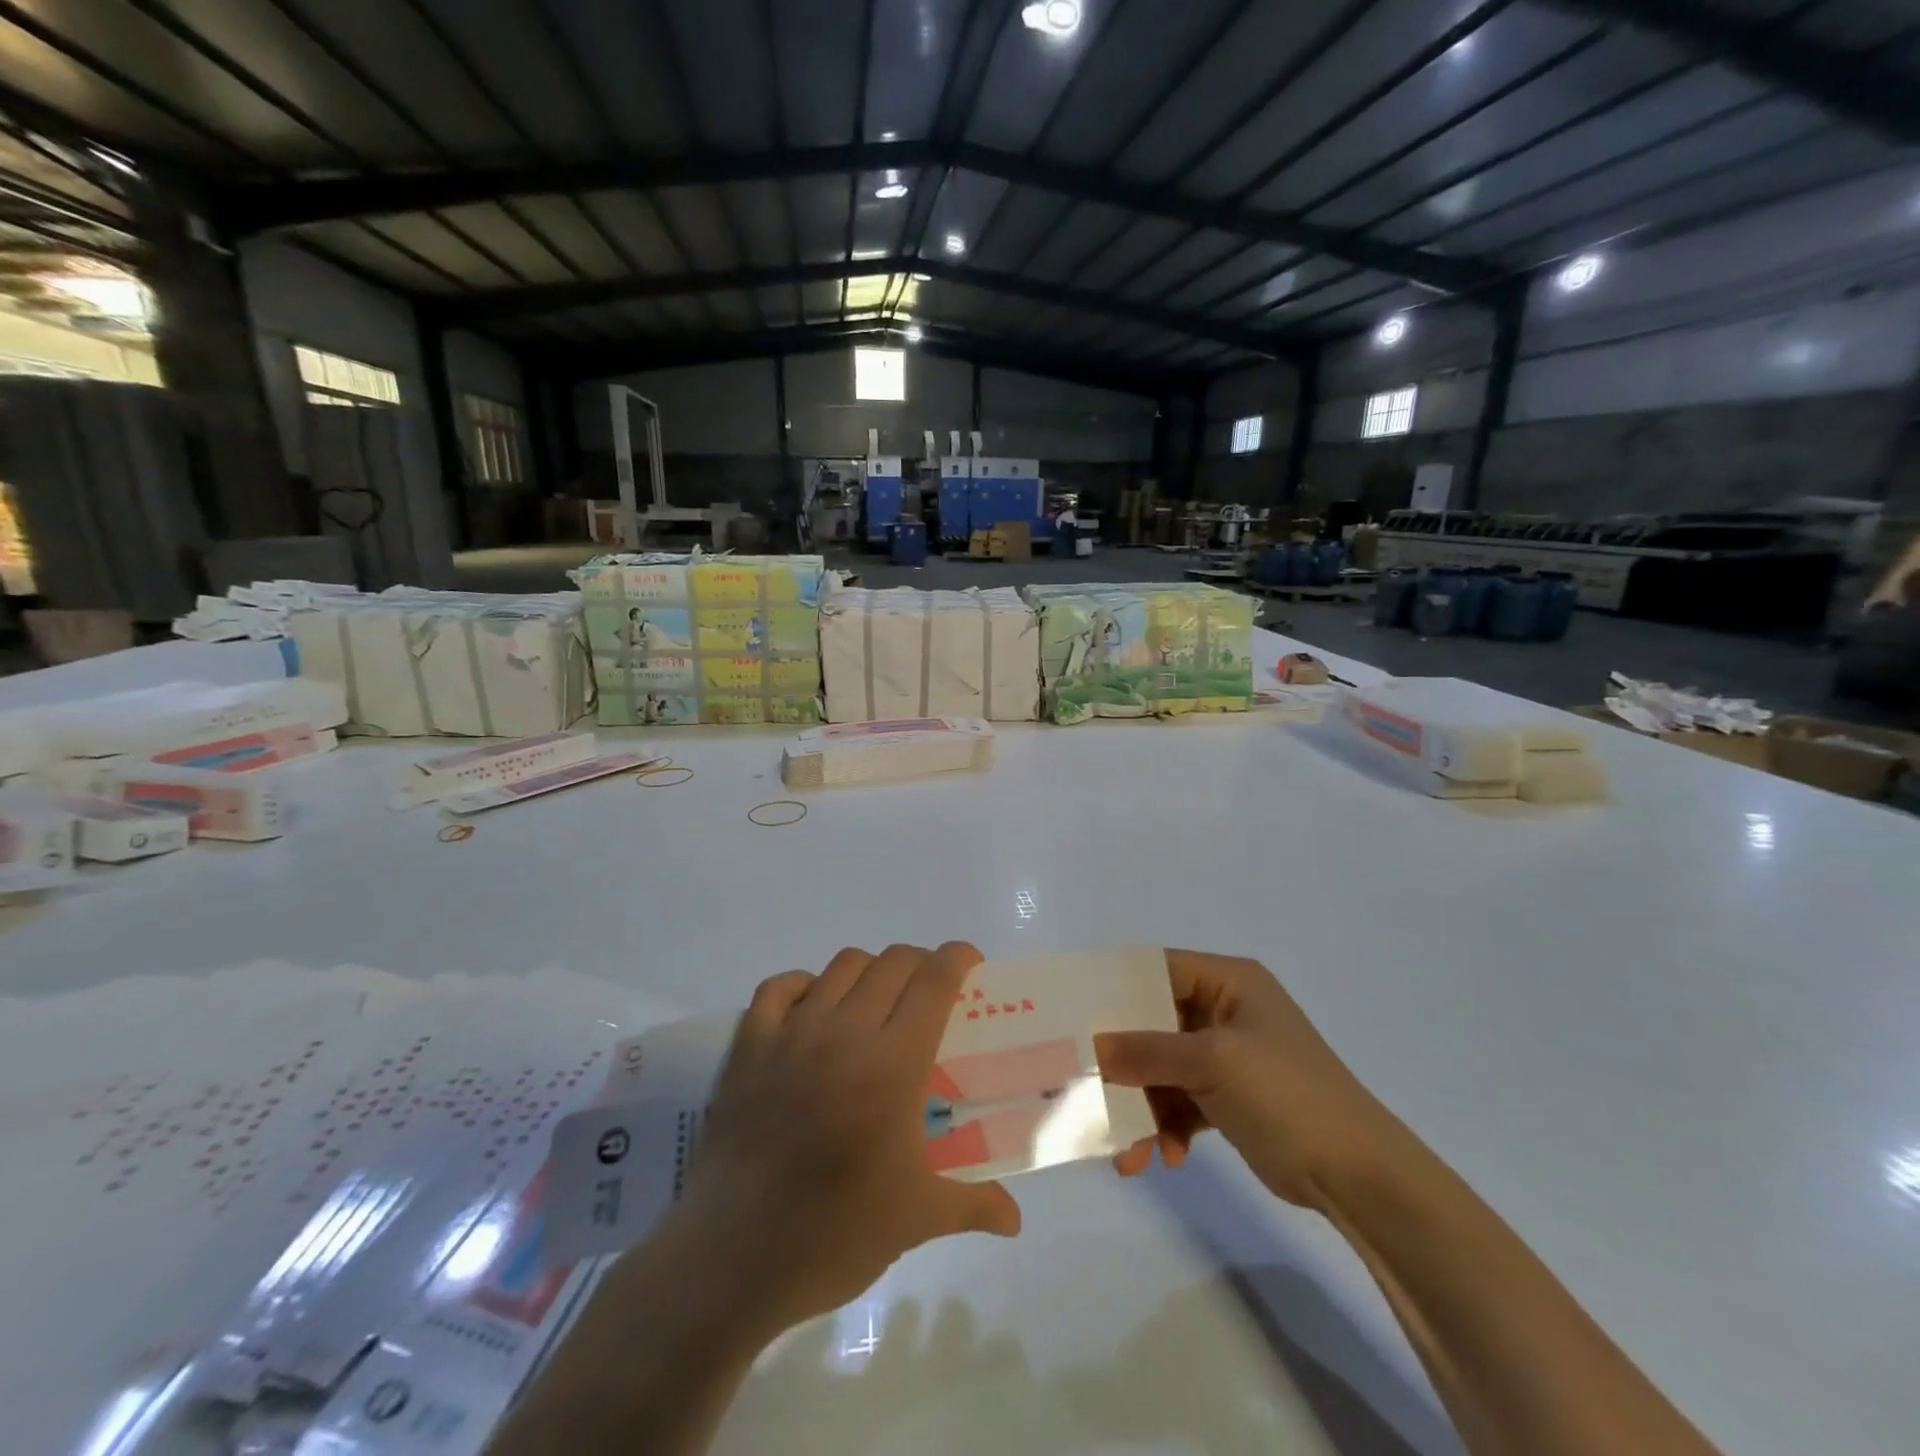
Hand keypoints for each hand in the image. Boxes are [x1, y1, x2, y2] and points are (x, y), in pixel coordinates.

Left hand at [671, 943, 1021, 1337]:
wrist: (730, 1259)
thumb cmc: (832, 1236)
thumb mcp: (916, 1221)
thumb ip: (974, 1205)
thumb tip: (1016, 1220)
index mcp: (893, 1064)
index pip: (934, 982)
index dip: (958, 959)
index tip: (972, 963)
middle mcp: (845, 1032)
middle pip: (893, 963)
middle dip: (921, 964)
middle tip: (931, 993)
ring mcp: (792, 1033)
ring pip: (842, 967)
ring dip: (871, 971)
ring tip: (878, 1002)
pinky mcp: (749, 1046)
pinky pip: (779, 987)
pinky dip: (804, 984)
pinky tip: (813, 1009)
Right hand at [1096, 950, 1405, 1208]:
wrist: (1359, 1176)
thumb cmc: (1288, 1095)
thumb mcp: (1214, 1062)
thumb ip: (1147, 1051)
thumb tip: (1090, 1047)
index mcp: (1227, 981)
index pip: (1155, 969)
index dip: (1114, 988)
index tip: (1072, 1012)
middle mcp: (1223, 1010)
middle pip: (1152, 1023)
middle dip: (1122, 1061)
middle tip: (1085, 1085)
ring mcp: (1225, 1056)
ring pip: (1161, 1068)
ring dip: (1142, 1107)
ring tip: (1128, 1151)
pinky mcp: (1226, 1097)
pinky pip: (1179, 1101)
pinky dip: (1166, 1126)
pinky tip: (1165, 1158)